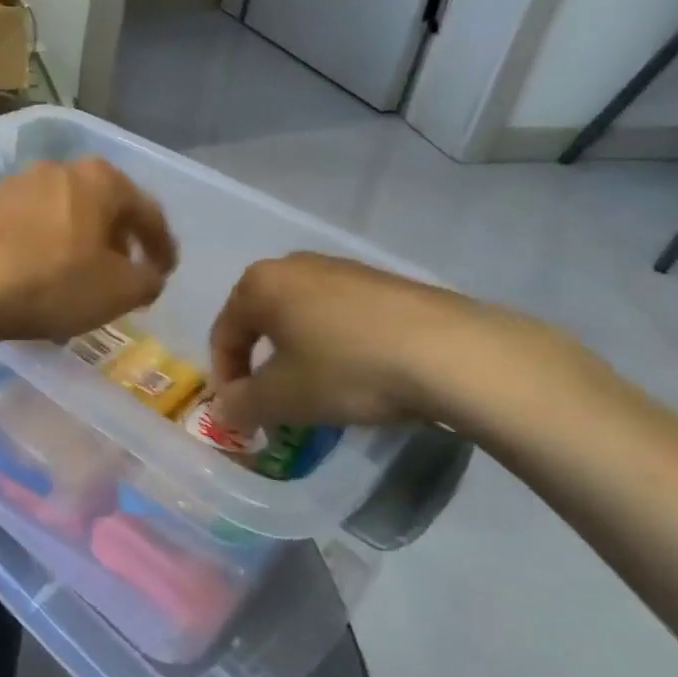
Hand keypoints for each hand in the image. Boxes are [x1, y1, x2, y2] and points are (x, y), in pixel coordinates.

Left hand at [0, 158, 177, 348]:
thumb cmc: (51, 282)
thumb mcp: (117, 291)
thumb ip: (147, 280)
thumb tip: (148, 275)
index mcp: (99, 180)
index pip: (146, 211)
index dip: (162, 245)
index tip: (166, 271)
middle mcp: (57, 170)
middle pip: (102, 206)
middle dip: (117, 240)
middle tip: (124, 273)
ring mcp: (15, 185)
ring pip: (62, 215)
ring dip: (77, 243)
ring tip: (80, 278)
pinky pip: (28, 227)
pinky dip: (42, 248)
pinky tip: (37, 277)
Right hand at [208, 253, 541, 431]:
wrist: (453, 353)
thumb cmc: (347, 370)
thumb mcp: (282, 399)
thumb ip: (241, 405)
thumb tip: (224, 411)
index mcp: (258, 284)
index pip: (223, 333)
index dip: (225, 377)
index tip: (240, 411)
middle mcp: (293, 265)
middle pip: (261, 320)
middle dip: (262, 362)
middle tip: (275, 400)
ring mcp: (341, 268)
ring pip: (302, 316)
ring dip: (299, 353)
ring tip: (319, 389)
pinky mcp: (383, 281)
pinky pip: (340, 315)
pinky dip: (336, 344)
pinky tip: (360, 373)